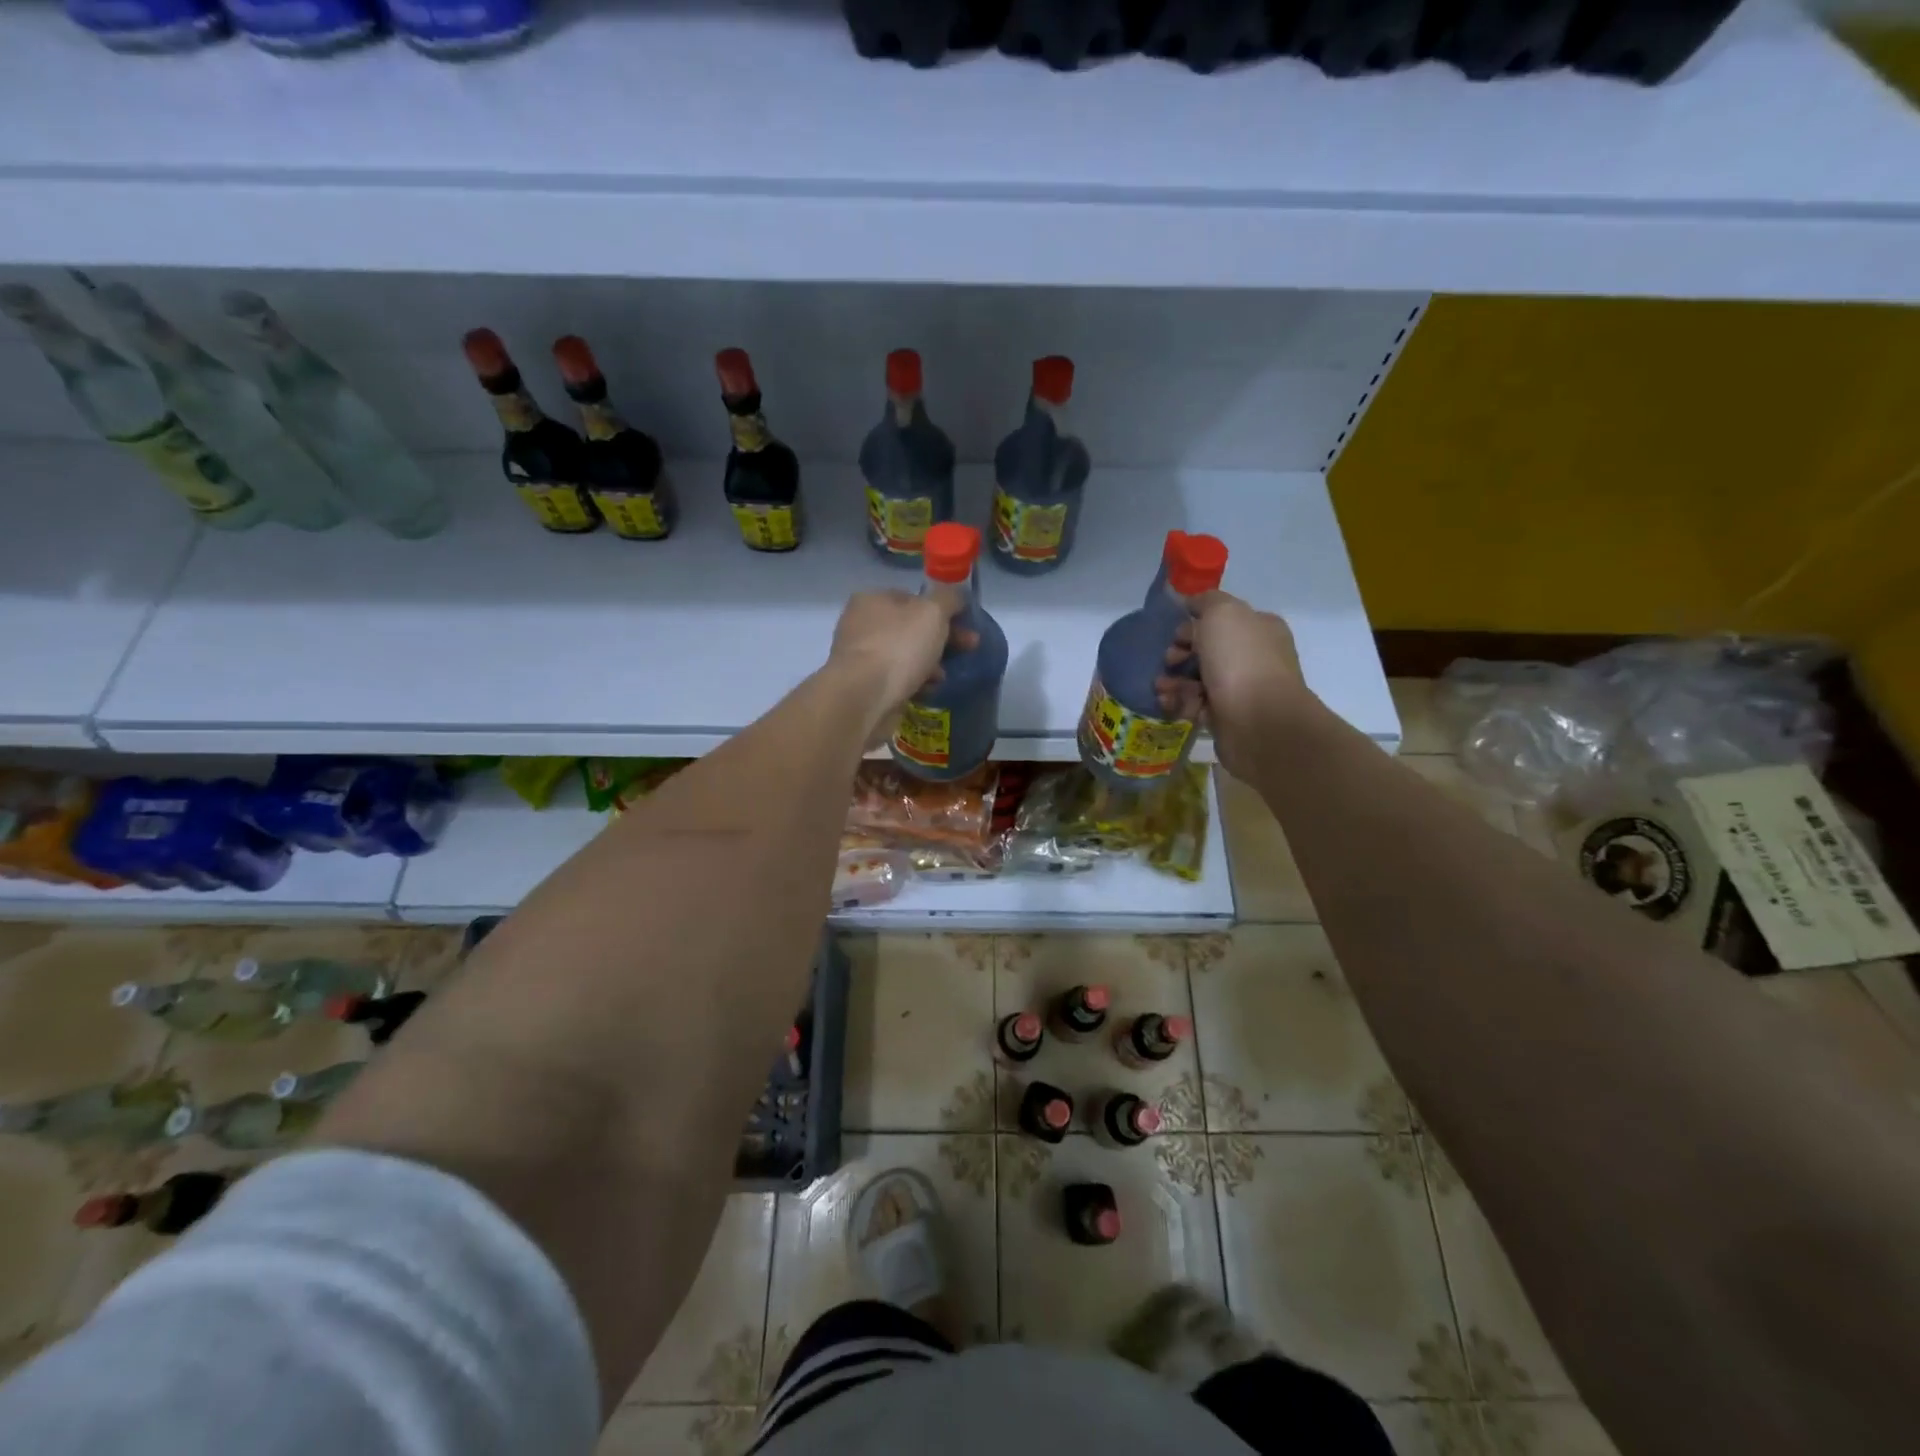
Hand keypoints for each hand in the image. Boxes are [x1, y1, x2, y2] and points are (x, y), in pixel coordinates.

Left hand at [826, 588, 972, 739]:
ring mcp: (860, 657)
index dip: (942, 609)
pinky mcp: (864, 687)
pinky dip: (915, 683)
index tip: (966, 624)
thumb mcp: (932, 613)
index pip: (913, 598)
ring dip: (929, 664)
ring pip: (905, 656)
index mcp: (872, 599)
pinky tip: (927, 690)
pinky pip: (897, 680)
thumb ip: (949, 599)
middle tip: (969, 649)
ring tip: (944, 676)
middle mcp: (861, 625)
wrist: (864, 699)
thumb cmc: (898, 647)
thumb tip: (957, 596)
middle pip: (911, 628)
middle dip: (942, 639)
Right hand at [1155, 591, 1309, 777]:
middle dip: (1180, 653)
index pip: (1221, 620)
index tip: (1175, 634)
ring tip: (1161, 687)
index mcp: (1259, 628)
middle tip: (1168, 661)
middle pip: (1207, 650)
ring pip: (1198, 679)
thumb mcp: (1222, 613)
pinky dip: (1179, 702)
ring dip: (1174, 680)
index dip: (1194, 624)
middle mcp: (1253, 657)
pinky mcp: (1227, 717)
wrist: (1258, 721)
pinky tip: (1168, 703)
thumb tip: (1192, 602)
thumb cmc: (1240, 661)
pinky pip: (1196, 705)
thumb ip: (1206, 602)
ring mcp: (1241, 689)